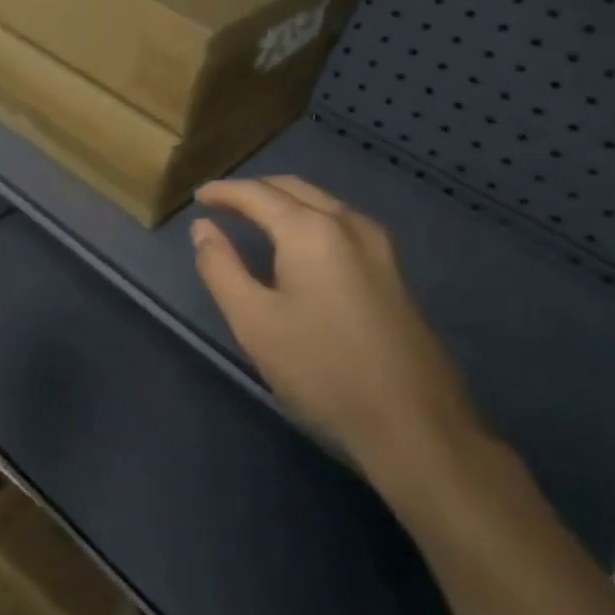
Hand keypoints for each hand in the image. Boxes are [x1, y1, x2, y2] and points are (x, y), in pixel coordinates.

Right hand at [190, 176, 481, 478]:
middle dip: (255, 189)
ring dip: (285, 201)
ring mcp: (379, 247)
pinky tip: (300, 243)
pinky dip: (310, 218)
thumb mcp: (254, 322)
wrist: (415, 426)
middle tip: (222, 202)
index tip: (199, 197)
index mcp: (310, 231)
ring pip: (322, 202)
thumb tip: (203, 228)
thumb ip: (221, 267)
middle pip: (294, 188)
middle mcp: (347, 225)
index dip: (224, 192)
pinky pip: (341, 223)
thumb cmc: (321, 371)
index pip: (257, 194)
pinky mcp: (393, 272)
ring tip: (255, 216)